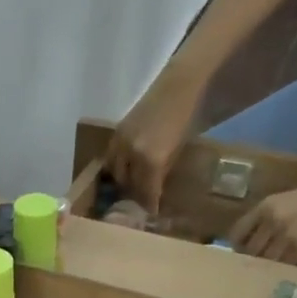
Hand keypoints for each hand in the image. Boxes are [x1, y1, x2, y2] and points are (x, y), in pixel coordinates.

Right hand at [107, 73, 201, 211]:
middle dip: (134, 194)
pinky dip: (116, 166)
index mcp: (152, 160)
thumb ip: (163, 170)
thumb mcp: (177, 149)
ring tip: (131, 186)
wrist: (178, 84)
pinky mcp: (117, 132)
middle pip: (128, 184)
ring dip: (123, 181)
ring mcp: (121, 142)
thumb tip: (155, 188)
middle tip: (141, 201)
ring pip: (116, 172)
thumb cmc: (185, 116)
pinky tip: (124, 168)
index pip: (146, 191)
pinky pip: (111, 157)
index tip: (151, 213)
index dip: (149, 204)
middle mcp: (132, 154)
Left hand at [227, 173, 296, 263]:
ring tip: (269, 273)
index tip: (241, 254)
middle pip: (249, 250)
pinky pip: (284, 264)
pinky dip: (282, 269)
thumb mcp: (289, 201)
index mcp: (265, 206)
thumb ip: (269, 218)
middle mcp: (271, 220)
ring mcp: (285, 234)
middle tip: (255, 268)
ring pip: (264, 260)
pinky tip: (284, 272)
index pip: (237, 233)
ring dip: (266, 268)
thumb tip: (255, 240)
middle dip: (250, 261)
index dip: (237, 247)